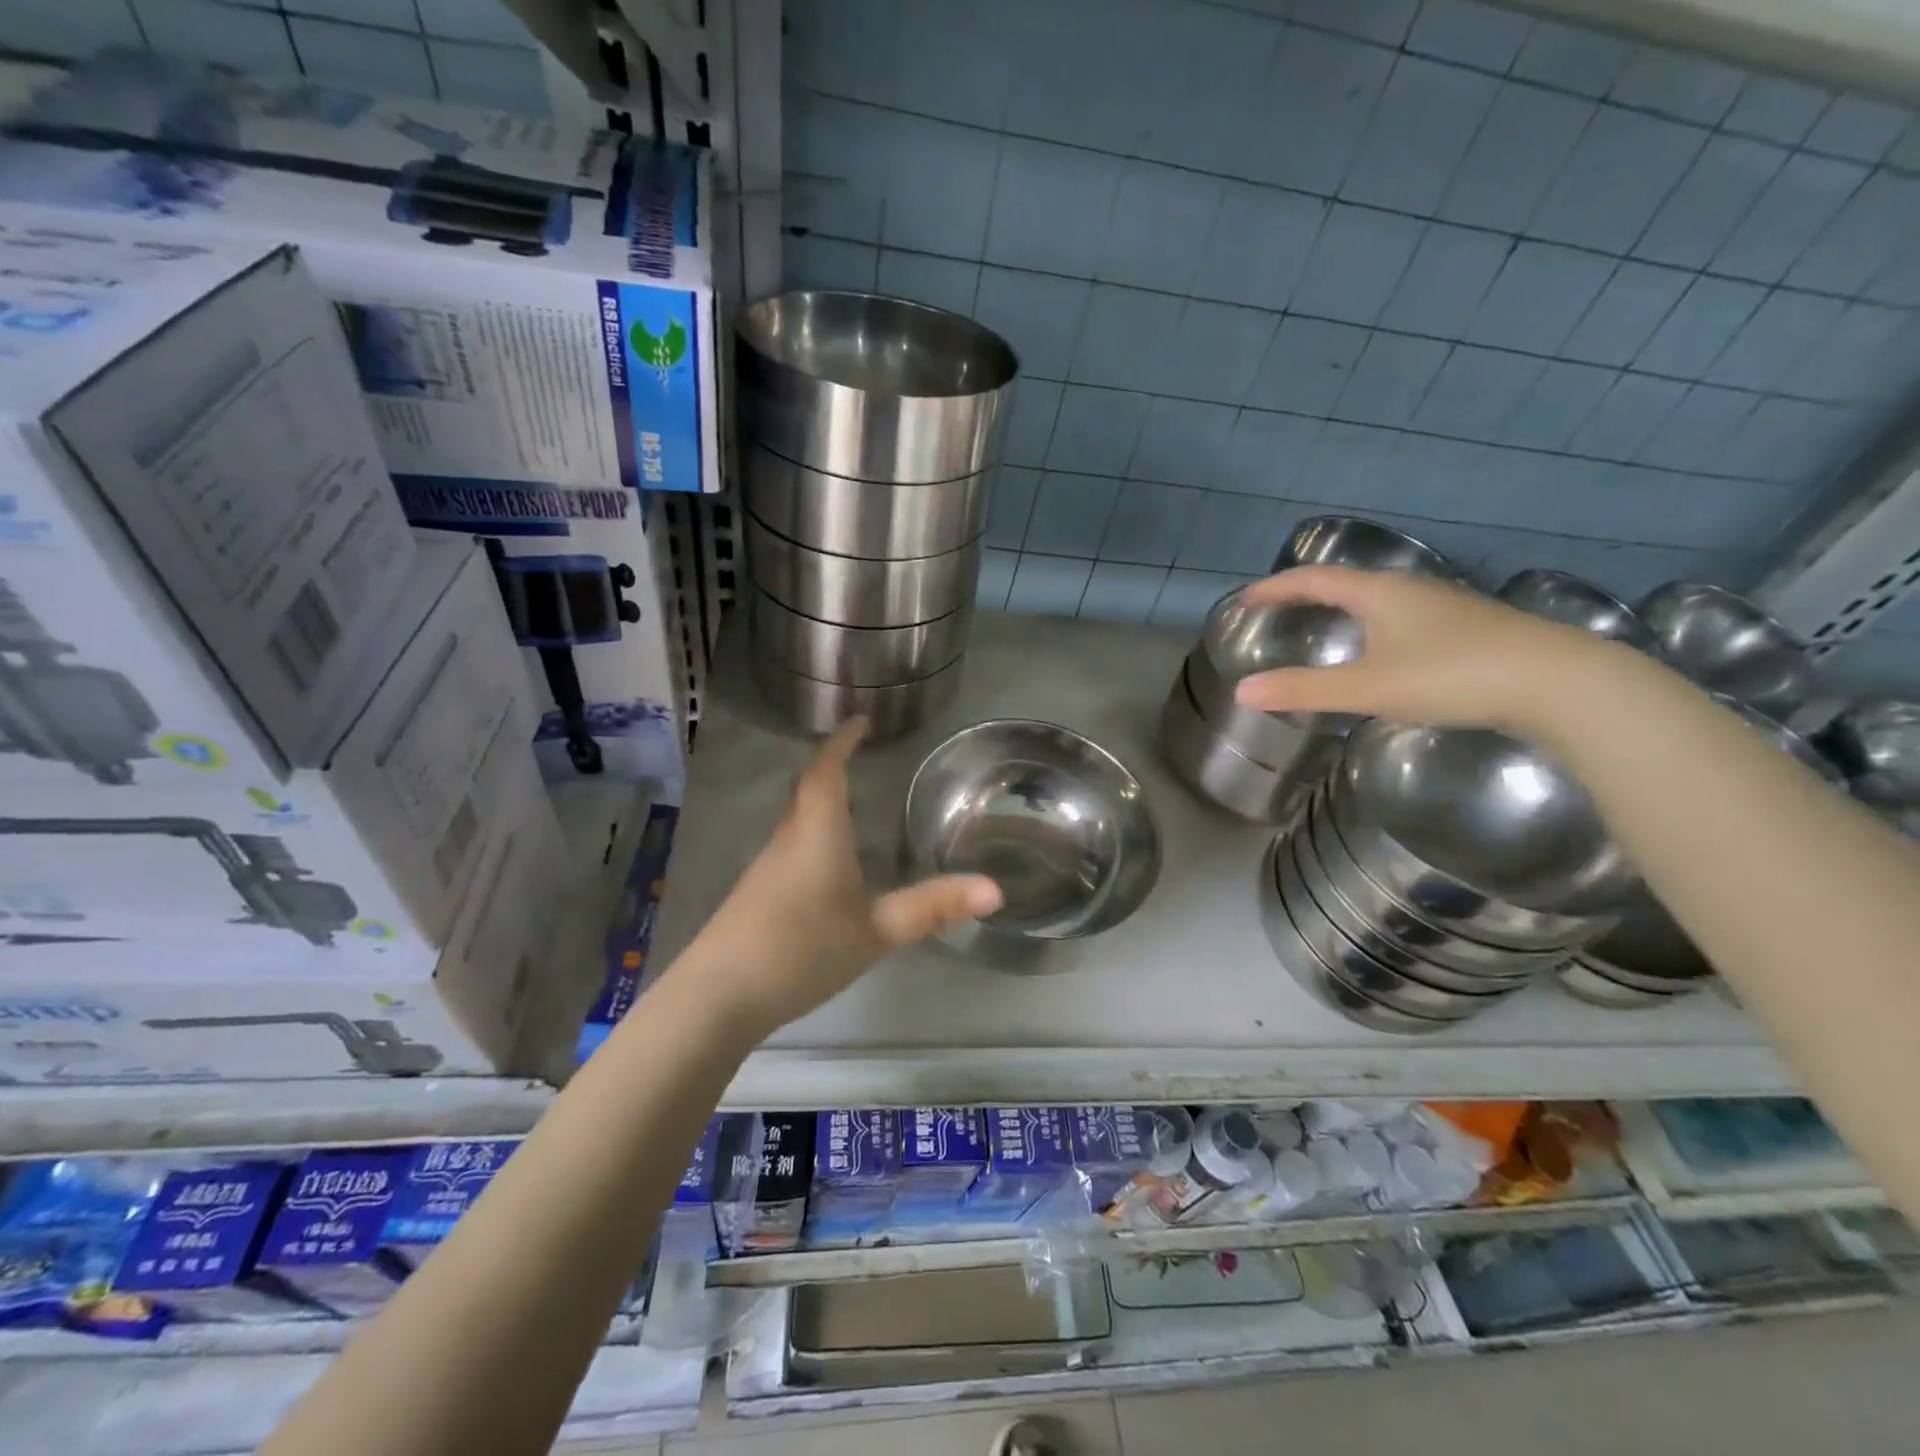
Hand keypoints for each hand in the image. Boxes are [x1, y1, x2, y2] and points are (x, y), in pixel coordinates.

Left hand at [690, 718, 1001, 1034]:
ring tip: (852, 806)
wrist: (717, 997)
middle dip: (832, 768)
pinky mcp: (754, 895)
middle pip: (807, 790)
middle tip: (860, 758)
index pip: (826, 770)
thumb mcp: (877, 932)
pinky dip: (812, 837)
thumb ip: (933, 908)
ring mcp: (765, 868)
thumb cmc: (802, 950)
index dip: (842, 742)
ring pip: (796, 820)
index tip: (861, 721)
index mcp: (817, 833)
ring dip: (820, 802)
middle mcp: (788, 840)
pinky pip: (789, 848)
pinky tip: (826, 868)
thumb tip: (995, 890)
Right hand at [1231, 567, 1617, 733]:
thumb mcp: (1369, 687)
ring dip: (1344, 611)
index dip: (1275, 588)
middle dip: (1307, 595)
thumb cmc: (1454, 675)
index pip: (1314, 579)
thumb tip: (1242, 691)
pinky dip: (1374, 629)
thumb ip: (1304, 689)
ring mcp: (1446, 608)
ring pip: (1380, 601)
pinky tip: (1384, 655)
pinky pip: (1404, 620)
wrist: (1561, 683)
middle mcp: (1411, 590)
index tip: (1244, 600)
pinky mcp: (1471, 630)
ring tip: (1324, 629)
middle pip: (1347, 584)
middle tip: (1279, 612)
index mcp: (1380, 592)